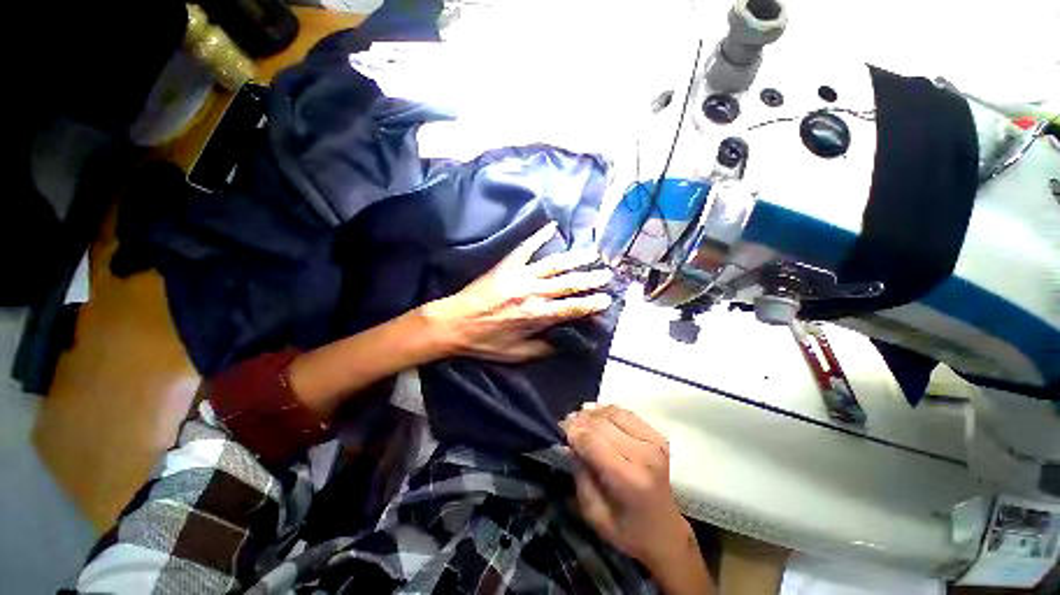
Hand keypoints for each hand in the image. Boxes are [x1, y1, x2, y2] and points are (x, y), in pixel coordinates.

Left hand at [421, 222, 612, 362]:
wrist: (454, 323)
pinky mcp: (507, 265)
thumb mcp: (517, 354)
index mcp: (535, 316)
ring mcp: (520, 275)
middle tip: (607, 274)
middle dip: (590, 279)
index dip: (591, 304)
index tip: (607, 299)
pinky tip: (551, 227)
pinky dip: (539, 236)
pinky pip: (526, 247)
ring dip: (575, 259)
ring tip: (593, 253)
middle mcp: (532, 292)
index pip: (571, 308)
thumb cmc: (484, 342)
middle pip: (568, 284)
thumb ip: (544, 348)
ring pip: (554, 264)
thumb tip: (567, 342)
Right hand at [562, 404, 691, 568]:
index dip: (572, 431)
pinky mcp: (657, 436)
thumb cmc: (626, 529)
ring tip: (580, 418)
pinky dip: (608, 411)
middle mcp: (643, 456)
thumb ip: (580, 475)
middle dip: (580, 420)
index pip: (592, 442)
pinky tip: (597, 415)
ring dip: (593, 413)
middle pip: (602, 424)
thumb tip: (568, 444)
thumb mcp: (593, 513)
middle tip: (567, 423)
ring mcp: (653, 443)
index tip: (559, 429)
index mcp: (628, 479)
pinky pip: (626, 413)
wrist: (664, 530)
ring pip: (613, 413)